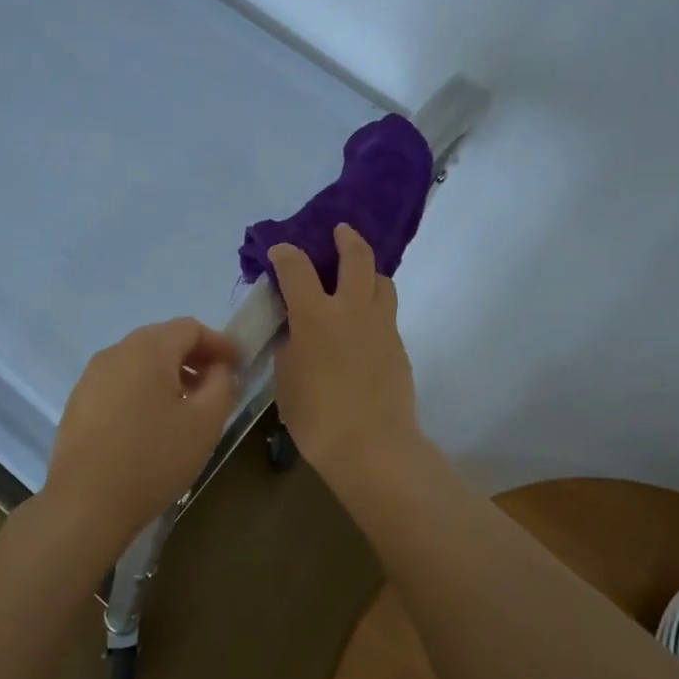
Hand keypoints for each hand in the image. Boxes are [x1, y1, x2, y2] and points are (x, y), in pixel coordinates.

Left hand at [41, 317, 241, 550]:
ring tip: (185, 407)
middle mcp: (116, 351)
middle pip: (163, 340)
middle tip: (215, 385)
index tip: (237, 367)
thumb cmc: (154, 458)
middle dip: (194, 357)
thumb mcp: (206, 422)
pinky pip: (120, 382)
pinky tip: (151, 424)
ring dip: (168, 374)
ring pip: (140, 361)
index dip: (219, 343)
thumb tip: (218, 369)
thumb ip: (222, 384)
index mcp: (148, 348)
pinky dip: (143, 390)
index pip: (190, 327)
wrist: (85, 504)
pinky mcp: (78, 401)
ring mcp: (92, 376)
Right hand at [268, 225, 422, 477]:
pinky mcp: (398, 344)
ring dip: (368, 271)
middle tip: (340, 232)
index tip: (280, 250)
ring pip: (381, 281)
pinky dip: (374, 306)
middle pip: (356, 257)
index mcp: (315, 316)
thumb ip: (290, 347)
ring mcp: (381, 325)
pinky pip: (386, 313)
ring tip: (357, 278)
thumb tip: (297, 333)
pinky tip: (363, 326)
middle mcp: (351, 309)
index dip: (285, 253)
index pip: (297, 268)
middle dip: (347, 238)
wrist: (372, 446)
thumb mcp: (286, 380)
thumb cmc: (317, 417)